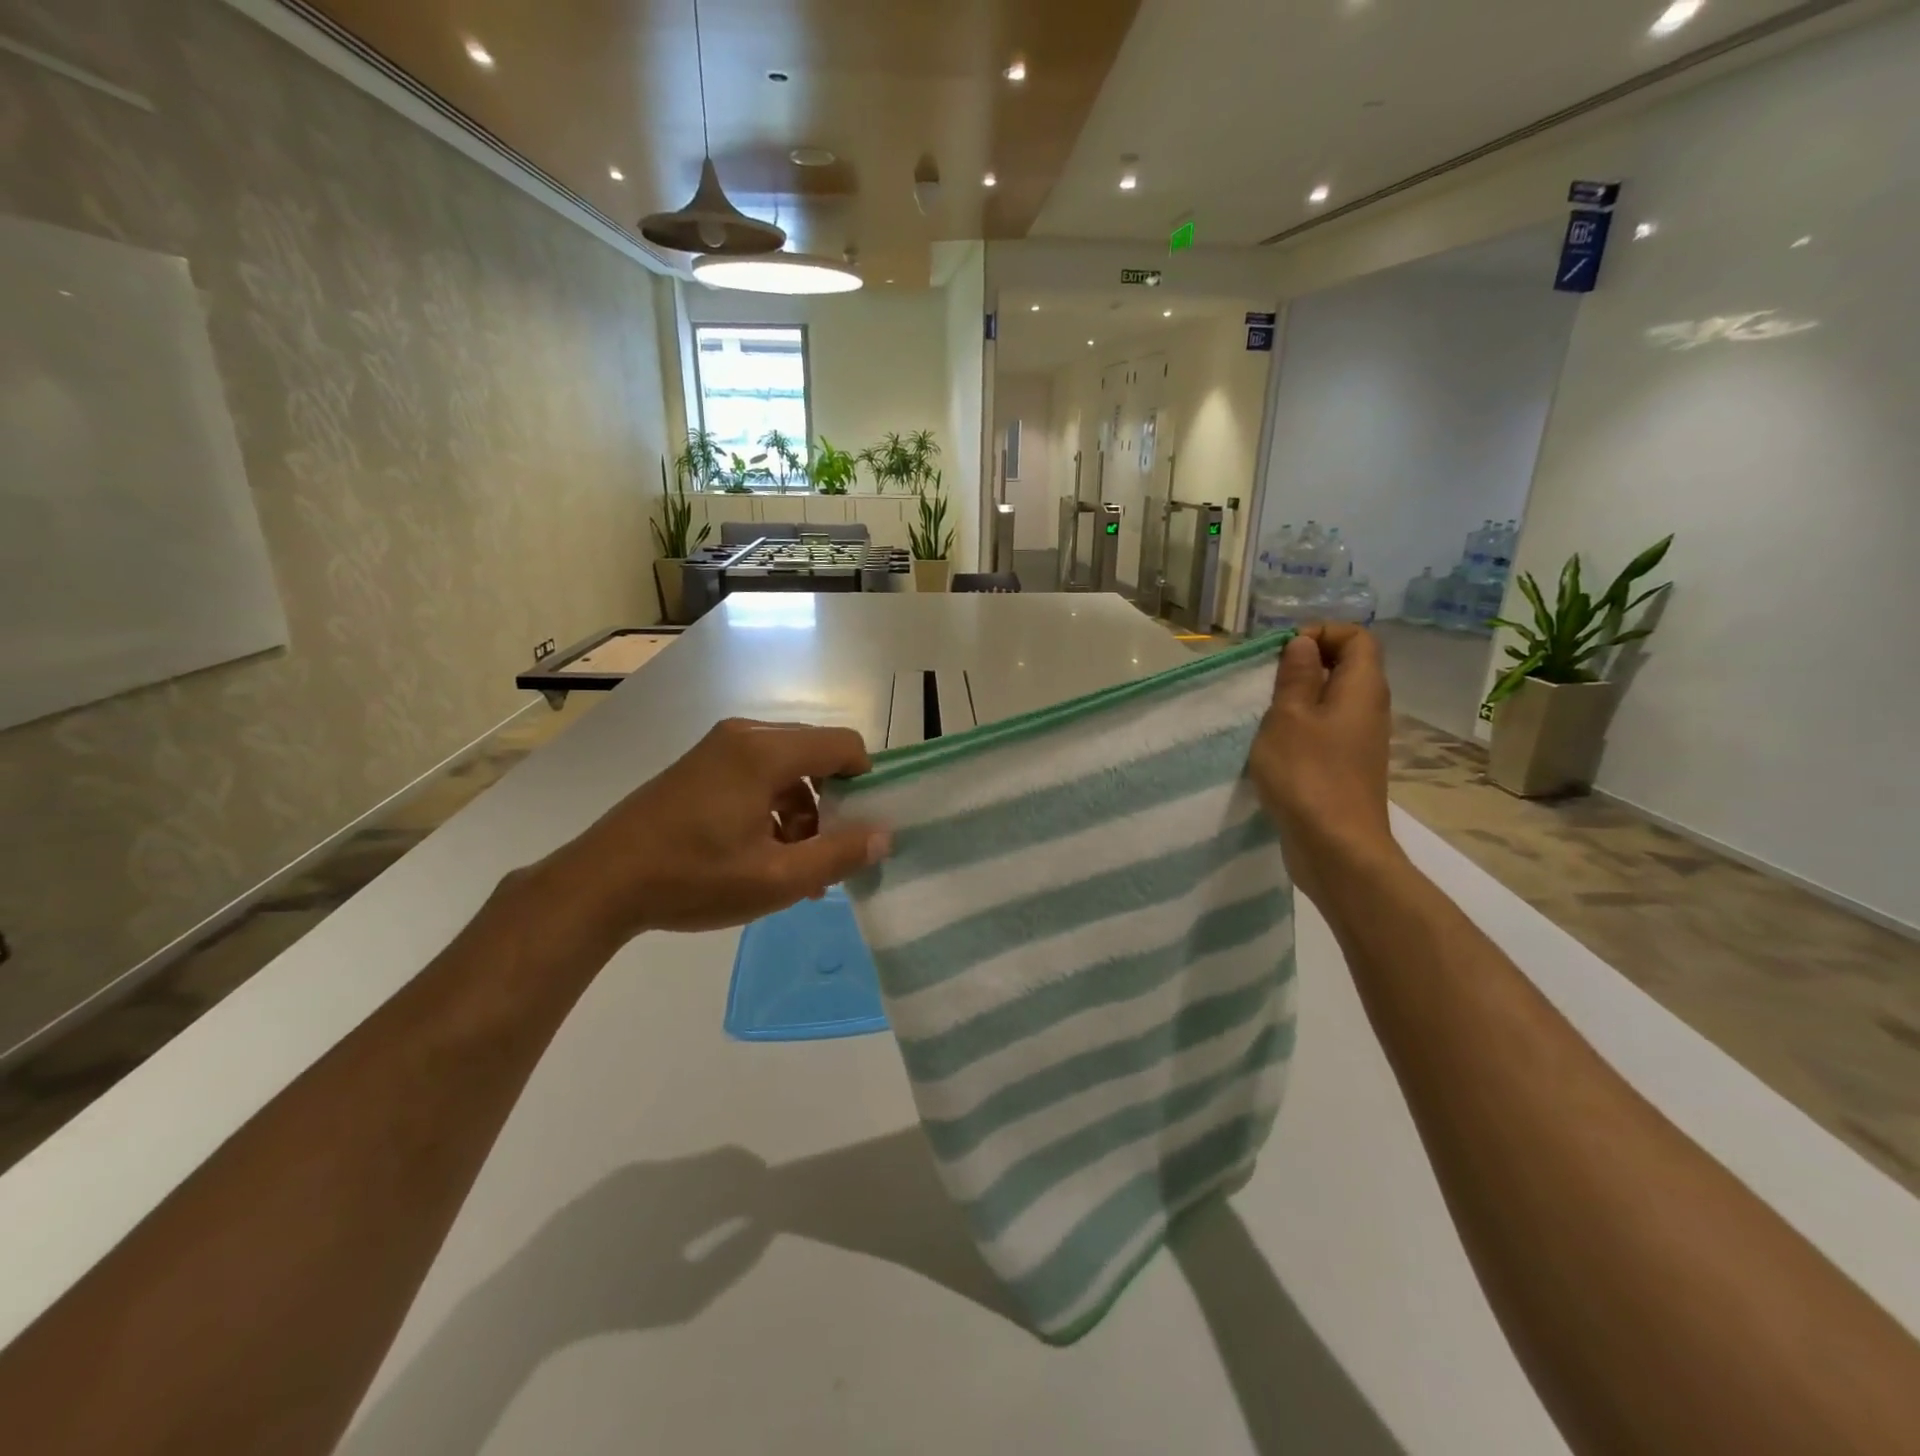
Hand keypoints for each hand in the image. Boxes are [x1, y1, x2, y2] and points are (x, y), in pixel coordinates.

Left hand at [535, 718, 890, 943]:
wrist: (600, 883)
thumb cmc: (694, 878)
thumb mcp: (777, 879)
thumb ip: (838, 855)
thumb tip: (885, 834)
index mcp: (766, 751)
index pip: (844, 746)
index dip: (865, 782)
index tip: (863, 827)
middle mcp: (744, 736)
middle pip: (815, 755)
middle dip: (832, 805)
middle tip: (828, 855)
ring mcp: (717, 749)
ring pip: (786, 769)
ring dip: (802, 812)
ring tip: (796, 868)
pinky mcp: (699, 767)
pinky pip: (757, 775)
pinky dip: (773, 808)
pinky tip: (763, 856)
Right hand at [1249, 625, 1401, 907]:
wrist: (1335, 846)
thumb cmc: (1307, 774)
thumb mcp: (1289, 716)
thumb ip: (1296, 676)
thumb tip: (1304, 644)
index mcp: (1362, 688)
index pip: (1357, 637)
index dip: (1322, 633)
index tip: (1283, 652)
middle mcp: (1369, 708)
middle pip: (1347, 666)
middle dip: (1306, 663)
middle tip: (1266, 680)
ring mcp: (1360, 740)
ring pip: (1334, 699)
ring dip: (1300, 697)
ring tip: (1264, 711)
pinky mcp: (1347, 766)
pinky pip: (1327, 729)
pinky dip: (1302, 726)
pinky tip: (1274, 744)